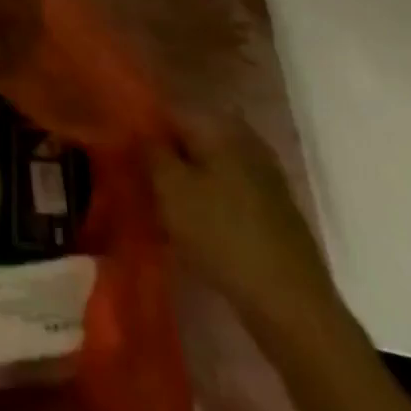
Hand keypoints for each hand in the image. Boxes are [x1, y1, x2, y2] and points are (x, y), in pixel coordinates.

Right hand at [146, 109, 341, 344]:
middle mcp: (244, 138)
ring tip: (158, 200)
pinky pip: (226, 185)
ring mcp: (263, 172)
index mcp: (219, 125)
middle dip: (164, 152)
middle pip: (190, 135)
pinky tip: (190, 219)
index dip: (142, 125)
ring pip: (208, 162)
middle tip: (137, 175)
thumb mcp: (170, 189)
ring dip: (184, 176)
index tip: (121, 148)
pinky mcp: (272, 205)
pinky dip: (205, 195)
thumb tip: (139, 130)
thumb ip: (150, 151)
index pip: (168, 109)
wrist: (290, 302)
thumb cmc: (221, 235)